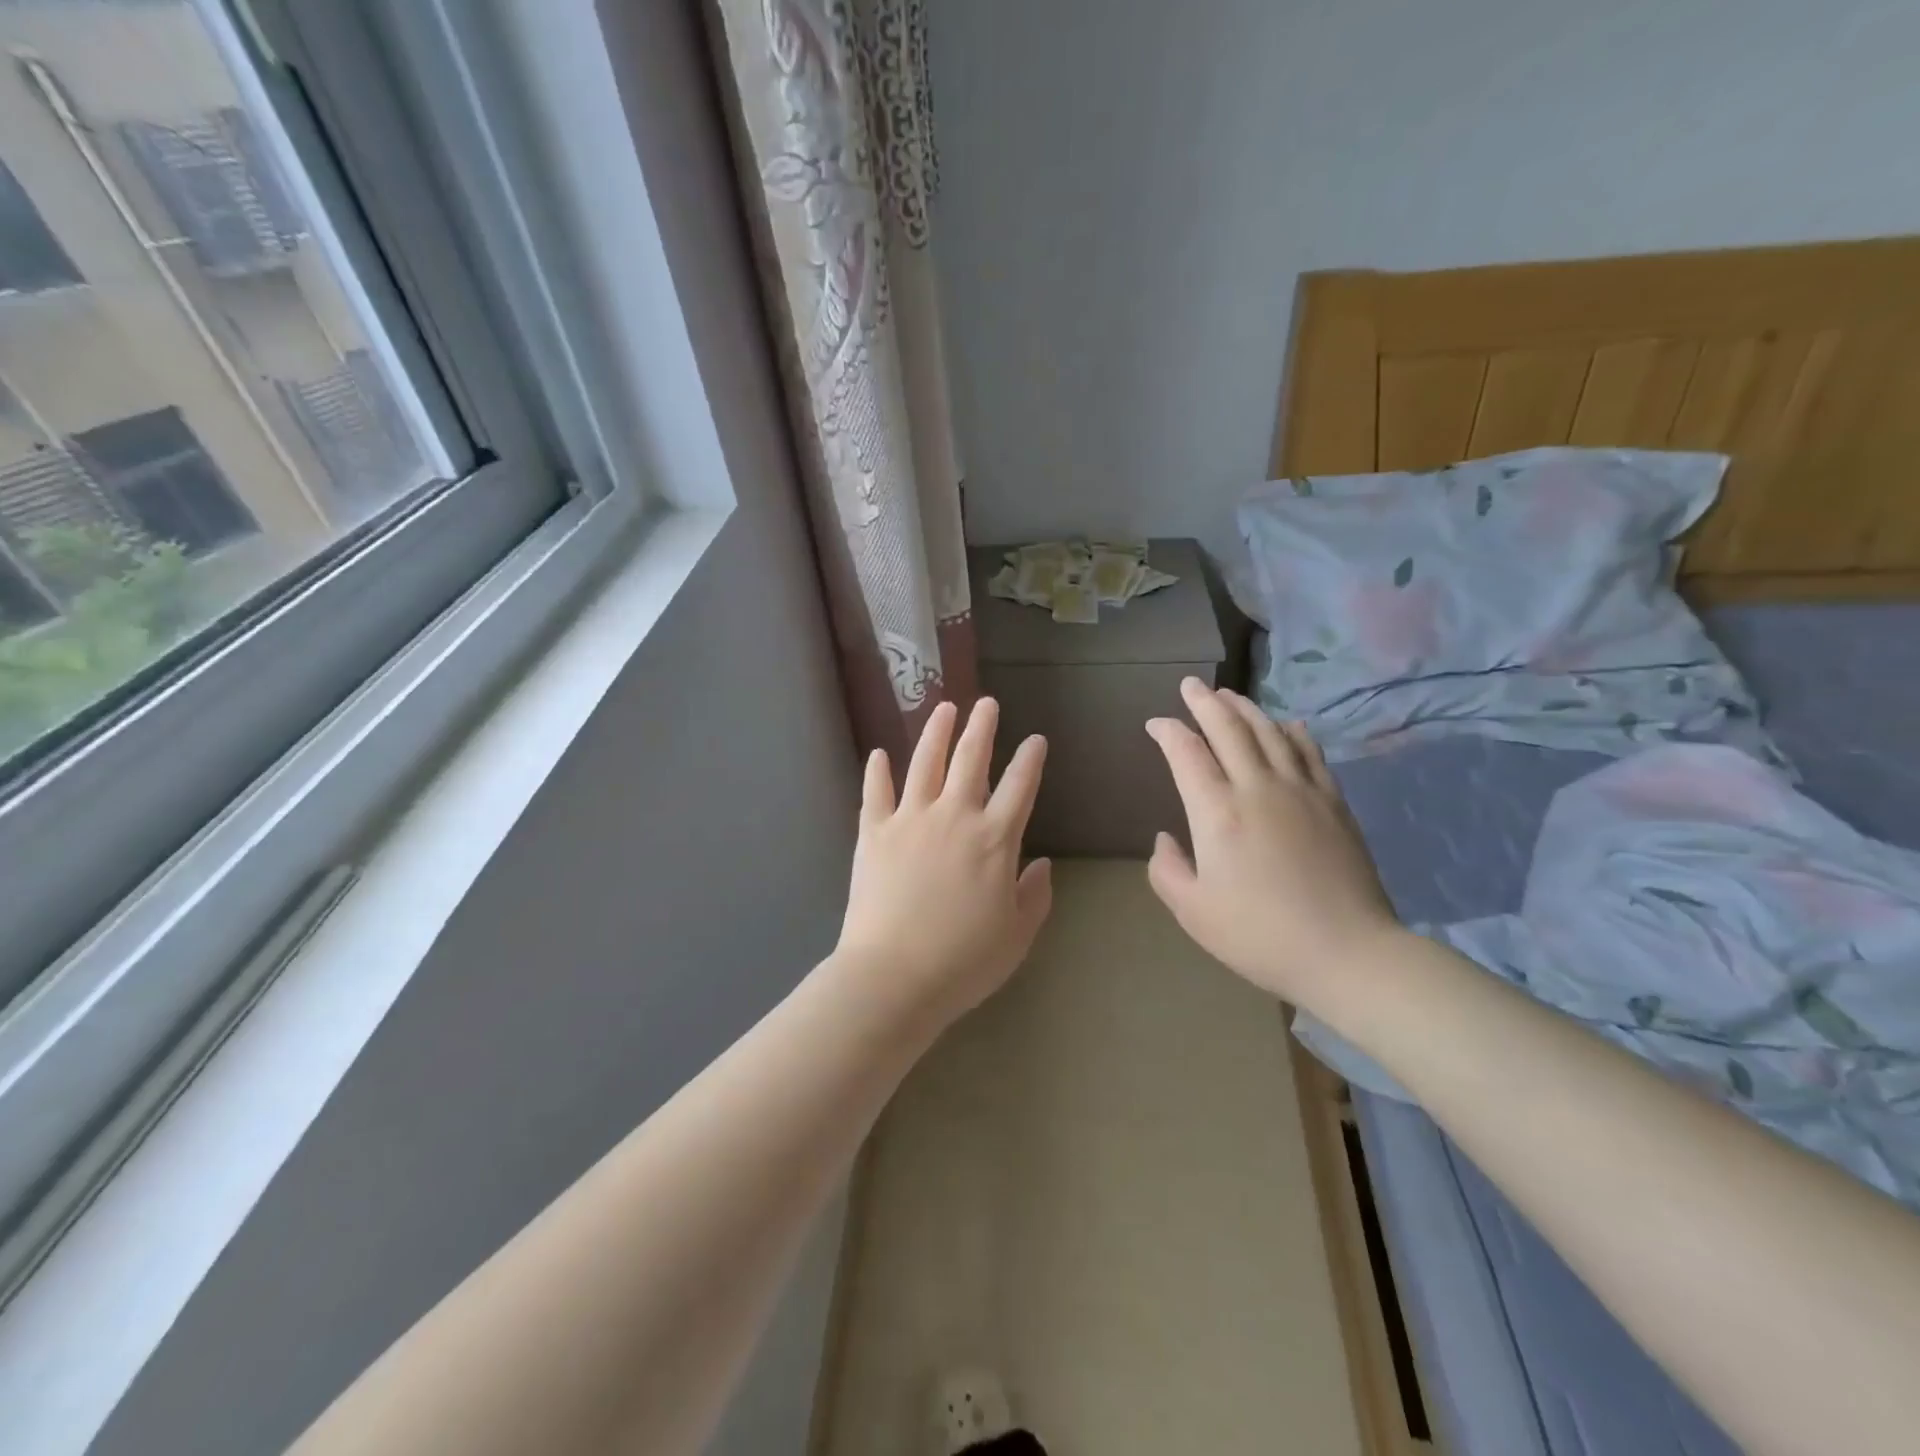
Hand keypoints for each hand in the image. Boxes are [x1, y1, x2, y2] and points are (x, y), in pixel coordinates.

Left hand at [835, 698, 1052, 1023]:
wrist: (893, 977)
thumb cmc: (963, 962)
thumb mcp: (1016, 935)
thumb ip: (1034, 896)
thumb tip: (1043, 864)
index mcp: (995, 840)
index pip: (1019, 787)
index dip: (1030, 759)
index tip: (1036, 738)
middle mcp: (955, 817)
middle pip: (971, 760)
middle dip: (982, 727)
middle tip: (987, 702)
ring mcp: (910, 820)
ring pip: (925, 763)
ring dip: (936, 732)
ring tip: (944, 707)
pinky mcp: (873, 832)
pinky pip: (875, 792)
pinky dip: (877, 771)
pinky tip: (878, 753)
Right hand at [1145, 679, 1399, 1004]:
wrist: (1347, 953)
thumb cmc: (1259, 935)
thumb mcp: (1193, 912)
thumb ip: (1166, 870)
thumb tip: (1165, 838)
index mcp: (1217, 812)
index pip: (1186, 753)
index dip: (1168, 731)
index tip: (1156, 724)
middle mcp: (1257, 788)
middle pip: (1229, 728)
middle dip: (1205, 702)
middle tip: (1190, 685)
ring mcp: (1301, 791)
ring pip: (1269, 732)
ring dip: (1246, 708)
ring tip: (1229, 695)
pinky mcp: (1333, 802)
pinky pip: (1310, 752)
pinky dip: (1293, 731)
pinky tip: (1287, 723)